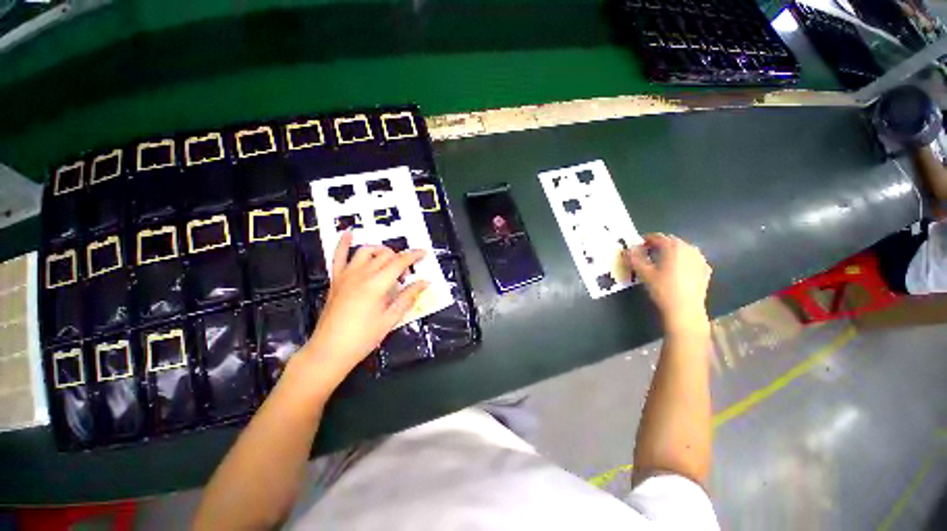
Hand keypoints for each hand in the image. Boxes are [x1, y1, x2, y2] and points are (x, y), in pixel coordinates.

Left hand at [299, 231, 428, 385]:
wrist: (330, 349)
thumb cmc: (364, 337)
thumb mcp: (391, 318)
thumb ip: (408, 297)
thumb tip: (425, 282)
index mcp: (377, 284)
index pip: (399, 262)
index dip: (414, 256)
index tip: (424, 254)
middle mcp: (361, 274)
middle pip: (385, 255)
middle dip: (400, 259)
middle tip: (406, 274)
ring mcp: (346, 275)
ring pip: (366, 251)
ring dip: (381, 251)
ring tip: (389, 260)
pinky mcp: (336, 279)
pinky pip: (338, 256)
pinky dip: (343, 243)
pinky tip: (349, 233)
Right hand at [623, 234, 711, 334]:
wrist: (685, 309)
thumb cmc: (662, 289)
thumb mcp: (644, 273)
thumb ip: (634, 258)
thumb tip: (627, 249)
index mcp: (673, 247)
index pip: (657, 237)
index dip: (645, 240)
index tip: (637, 246)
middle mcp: (689, 248)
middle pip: (671, 241)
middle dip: (659, 245)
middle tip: (647, 253)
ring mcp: (700, 259)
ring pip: (683, 249)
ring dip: (671, 251)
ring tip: (661, 261)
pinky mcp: (705, 270)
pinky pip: (691, 259)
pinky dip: (682, 260)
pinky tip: (676, 269)